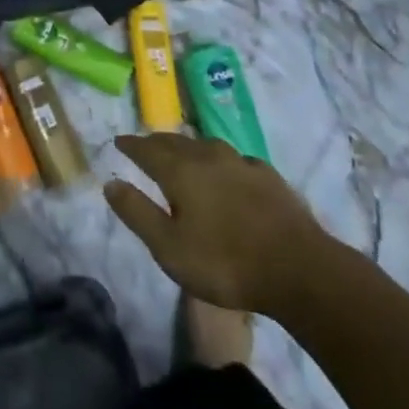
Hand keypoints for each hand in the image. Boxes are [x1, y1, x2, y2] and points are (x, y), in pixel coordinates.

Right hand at [104, 134, 333, 315]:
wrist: (298, 268)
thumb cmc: (225, 262)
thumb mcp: (169, 248)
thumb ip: (137, 213)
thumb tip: (110, 182)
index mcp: (180, 170)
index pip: (147, 149)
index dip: (131, 145)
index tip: (119, 141)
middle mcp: (208, 156)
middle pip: (175, 142)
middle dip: (156, 142)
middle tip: (145, 145)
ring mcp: (241, 162)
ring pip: (205, 145)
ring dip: (188, 147)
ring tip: (181, 153)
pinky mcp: (267, 175)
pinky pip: (233, 158)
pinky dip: (219, 160)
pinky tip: (226, 170)